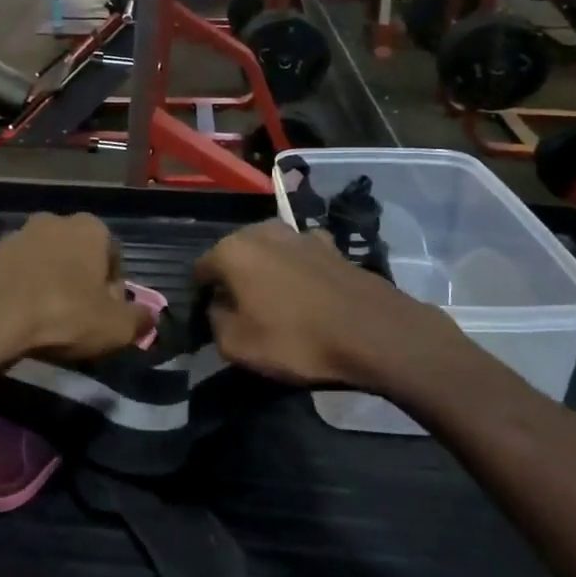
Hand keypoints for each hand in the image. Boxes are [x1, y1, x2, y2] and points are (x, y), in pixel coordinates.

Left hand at [0, 213, 150, 368]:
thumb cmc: (64, 314)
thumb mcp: (116, 327)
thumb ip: (140, 320)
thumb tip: (148, 316)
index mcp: (91, 227)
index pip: (114, 257)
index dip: (114, 290)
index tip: (107, 317)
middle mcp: (55, 220)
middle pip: (79, 257)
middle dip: (82, 284)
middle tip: (79, 321)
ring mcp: (19, 234)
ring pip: (47, 264)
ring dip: (51, 286)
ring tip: (48, 322)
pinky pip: (19, 274)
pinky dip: (24, 291)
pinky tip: (22, 319)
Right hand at [193, 221, 466, 387]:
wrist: (375, 333)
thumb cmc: (297, 339)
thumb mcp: (236, 345)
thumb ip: (214, 320)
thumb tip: (218, 306)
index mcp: (232, 250)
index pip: (200, 270)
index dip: (201, 296)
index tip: (211, 320)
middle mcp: (261, 231)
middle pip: (234, 256)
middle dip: (234, 280)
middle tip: (243, 313)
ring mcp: (299, 234)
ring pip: (268, 254)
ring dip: (266, 274)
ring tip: (277, 306)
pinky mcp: (331, 245)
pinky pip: (300, 258)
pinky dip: (298, 272)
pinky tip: (309, 296)